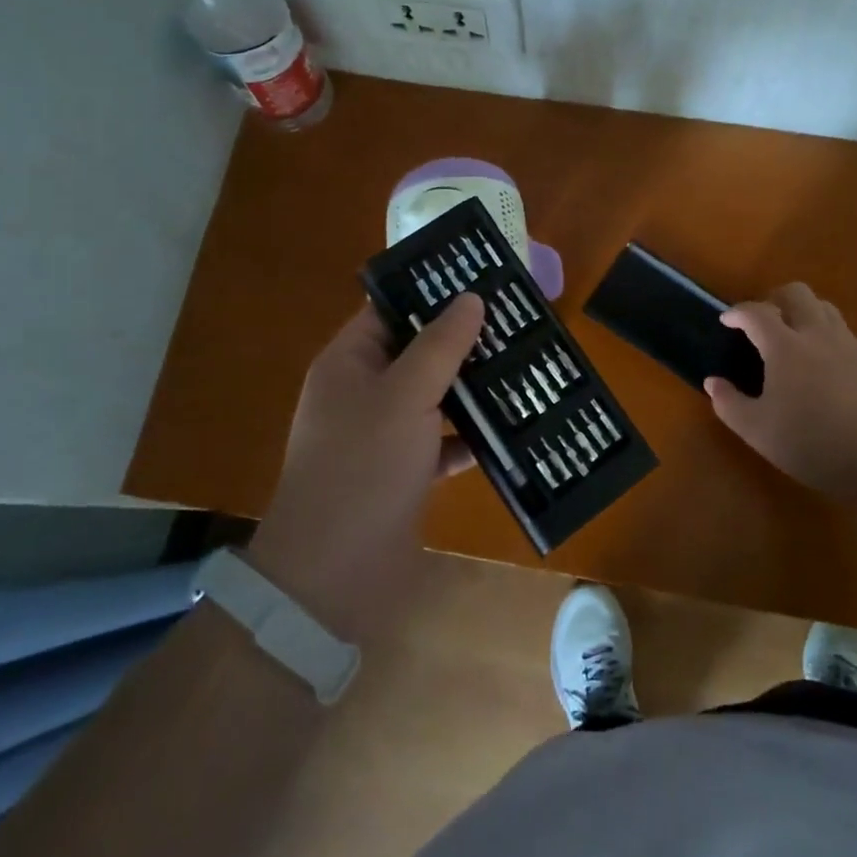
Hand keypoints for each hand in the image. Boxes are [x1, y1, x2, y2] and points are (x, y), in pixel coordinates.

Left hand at [247, 293, 485, 644]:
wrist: (332, 578)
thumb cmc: (363, 468)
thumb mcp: (404, 395)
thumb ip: (440, 344)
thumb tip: (471, 298)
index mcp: (350, 362)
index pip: (390, 308)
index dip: (431, 291)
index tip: (482, 278)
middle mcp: (364, 392)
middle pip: (417, 351)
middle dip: (463, 340)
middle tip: (516, 321)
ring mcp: (383, 435)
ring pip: (434, 396)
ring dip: (472, 387)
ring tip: (524, 366)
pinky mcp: (403, 473)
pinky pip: (442, 441)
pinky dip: (470, 436)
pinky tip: (511, 428)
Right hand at [704, 283, 856, 497]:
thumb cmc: (806, 441)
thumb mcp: (755, 429)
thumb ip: (728, 402)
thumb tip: (712, 382)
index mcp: (784, 346)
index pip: (756, 312)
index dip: (737, 312)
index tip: (726, 320)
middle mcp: (815, 334)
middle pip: (795, 293)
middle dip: (773, 299)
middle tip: (762, 322)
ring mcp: (844, 343)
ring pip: (822, 305)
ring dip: (802, 310)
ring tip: (790, 334)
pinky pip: (840, 327)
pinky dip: (822, 329)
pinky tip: (817, 356)